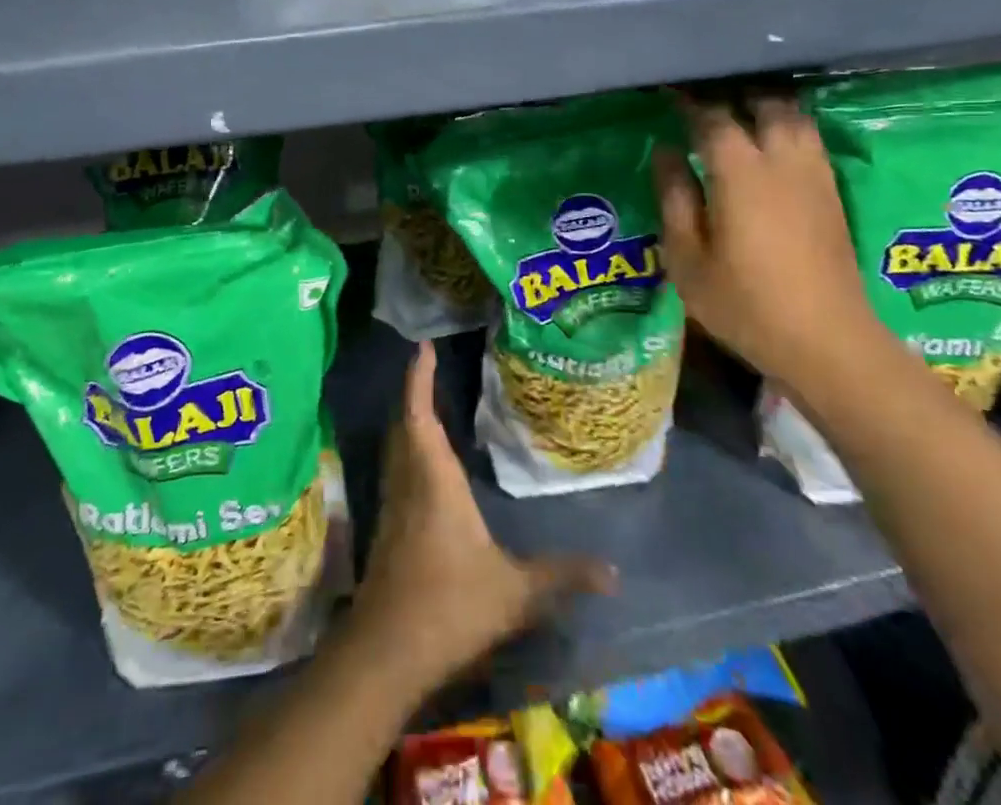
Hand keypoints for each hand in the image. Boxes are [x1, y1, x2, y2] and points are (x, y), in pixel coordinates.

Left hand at [350, 342, 615, 688]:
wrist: (386, 653)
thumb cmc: (449, 606)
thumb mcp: (515, 592)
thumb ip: (562, 576)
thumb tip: (614, 572)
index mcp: (433, 478)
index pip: (419, 413)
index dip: (419, 378)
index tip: (423, 347)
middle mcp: (408, 481)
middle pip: (403, 423)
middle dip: (415, 393)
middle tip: (429, 368)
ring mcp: (393, 505)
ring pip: (396, 447)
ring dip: (409, 420)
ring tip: (429, 405)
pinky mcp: (387, 529)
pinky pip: (396, 471)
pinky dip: (408, 451)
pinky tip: (425, 466)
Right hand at [656, 93, 882, 390]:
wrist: (827, 341)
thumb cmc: (744, 304)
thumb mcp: (687, 258)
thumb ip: (674, 198)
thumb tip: (666, 152)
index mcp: (740, 174)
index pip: (713, 118)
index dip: (689, 101)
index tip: (670, 90)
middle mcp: (782, 162)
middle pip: (765, 103)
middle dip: (735, 92)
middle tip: (706, 96)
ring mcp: (814, 176)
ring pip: (794, 116)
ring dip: (766, 105)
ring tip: (739, 109)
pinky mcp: (832, 193)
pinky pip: (809, 139)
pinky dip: (787, 125)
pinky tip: (770, 140)